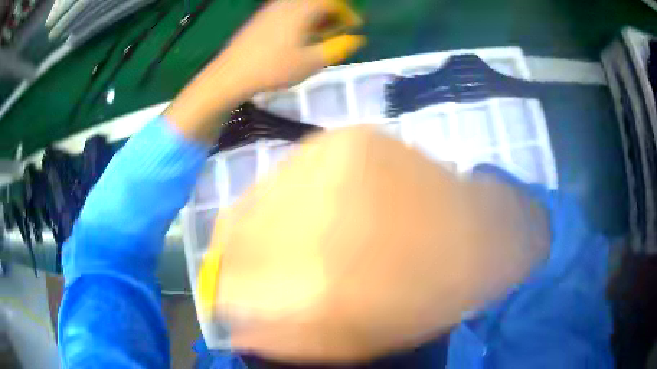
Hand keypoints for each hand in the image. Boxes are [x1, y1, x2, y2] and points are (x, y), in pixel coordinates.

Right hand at [198, 127, 548, 362]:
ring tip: (301, 233)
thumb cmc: (422, 299)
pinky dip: (291, 193)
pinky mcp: (346, 136)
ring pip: (255, 196)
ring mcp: (331, 161)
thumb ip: (283, 338)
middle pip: (233, 231)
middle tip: (267, 263)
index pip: (227, 278)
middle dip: (240, 254)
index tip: (236, 292)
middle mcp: (314, 214)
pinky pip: (288, 171)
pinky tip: (324, 204)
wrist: (478, 234)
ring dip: (264, 222)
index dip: (225, 287)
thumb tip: (232, 324)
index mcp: (317, 282)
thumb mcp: (351, 341)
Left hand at [219, 0, 365, 94]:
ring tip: (319, 35)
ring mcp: (270, 9)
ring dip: (316, 16)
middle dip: (332, 14)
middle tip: (337, 31)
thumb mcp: (312, 62)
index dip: (347, 12)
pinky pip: (287, 10)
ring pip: (301, 5)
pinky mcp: (260, 18)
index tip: (353, 27)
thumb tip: (356, 38)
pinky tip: (297, 36)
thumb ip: (339, 47)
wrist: (231, 74)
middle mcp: (286, 3)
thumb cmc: (273, 69)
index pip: (332, 1)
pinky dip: (300, 18)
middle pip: (316, 1)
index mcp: (302, 10)